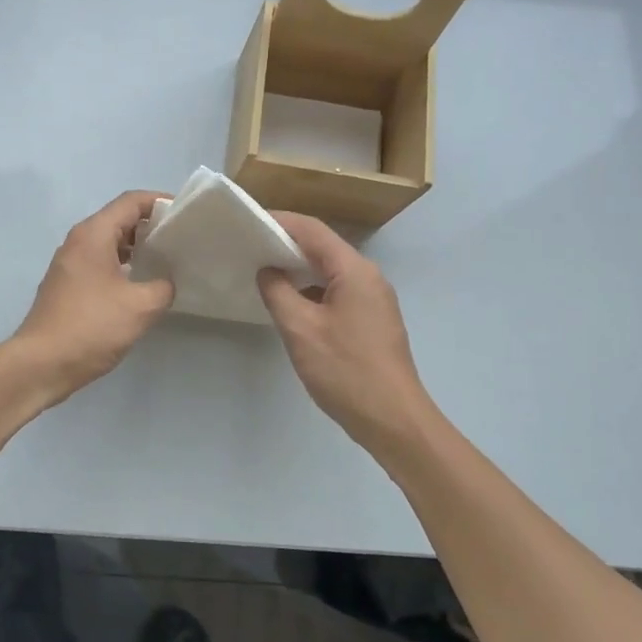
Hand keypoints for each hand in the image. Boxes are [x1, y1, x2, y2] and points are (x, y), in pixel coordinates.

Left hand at [13, 191, 174, 403]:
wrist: (41, 364)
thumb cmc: (91, 327)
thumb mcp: (140, 307)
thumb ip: (163, 287)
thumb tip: (168, 281)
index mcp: (94, 235)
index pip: (131, 201)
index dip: (160, 202)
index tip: (185, 216)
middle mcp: (78, 241)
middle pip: (119, 219)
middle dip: (151, 225)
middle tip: (181, 240)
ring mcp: (69, 264)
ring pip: (109, 243)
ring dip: (137, 247)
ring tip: (166, 262)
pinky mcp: (67, 285)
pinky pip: (100, 262)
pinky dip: (122, 265)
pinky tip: (140, 285)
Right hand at [258, 212, 440, 454]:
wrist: (393, 420)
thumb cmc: (345, 370)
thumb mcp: (301, 329)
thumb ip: (278, 292)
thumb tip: (267, 270)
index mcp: (354, 271)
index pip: (312, 230)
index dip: (279, 221)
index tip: (248, 221)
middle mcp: (368, 277)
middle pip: (323, 247)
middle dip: (286, 243)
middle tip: (249, 245)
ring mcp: (373, 300)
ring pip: (330, 271)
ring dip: (298, 268)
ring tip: (262, 271)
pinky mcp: (372, 320)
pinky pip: (337, 291)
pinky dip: (311, 289)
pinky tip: (289, 303)